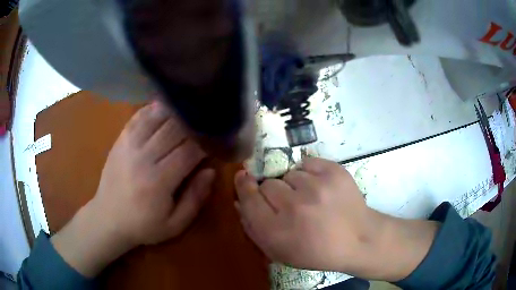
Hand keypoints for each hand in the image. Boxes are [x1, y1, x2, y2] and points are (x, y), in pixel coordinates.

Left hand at [52, 102, 214, 276]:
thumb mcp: (174, 224)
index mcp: (159, 181)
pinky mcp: (120, 140)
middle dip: (194, 123)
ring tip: (190, 108)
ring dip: (176, 111)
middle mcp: (143, 157)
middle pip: (174, 129)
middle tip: (207, 120)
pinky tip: (165, 105)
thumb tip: (210, 171)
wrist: (107, 219)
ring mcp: (129, 145)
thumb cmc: (143, 225)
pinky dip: (153, 109)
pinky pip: (138, 117)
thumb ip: (195, 198)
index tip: (217, 139)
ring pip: (157, 117)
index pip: (189, 151)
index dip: (206, 142)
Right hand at [235, 157, 438, 280]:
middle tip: (289, 204)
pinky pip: (307, 163)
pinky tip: (320, 188)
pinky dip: (310, 174)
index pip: (248, 199)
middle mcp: (294, 206)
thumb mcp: (280, 252)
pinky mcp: (333, 171)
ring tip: (310, 199)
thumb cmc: (317, 251)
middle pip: (267, 184)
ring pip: (288, 174)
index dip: (243, 186)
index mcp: (277, 231)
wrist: (358, 239)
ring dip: (294, 185)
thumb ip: (254, 229)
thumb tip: (240, 201)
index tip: (243, 178)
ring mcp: (317, 186)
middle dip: (273, 193)